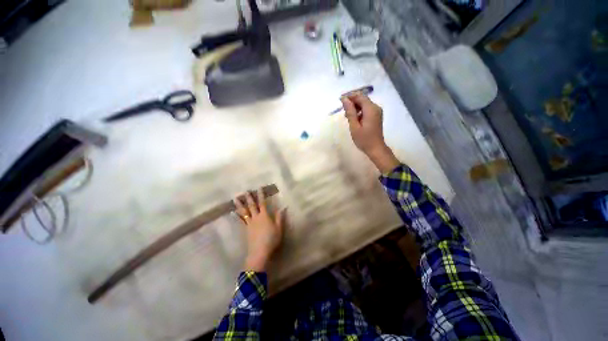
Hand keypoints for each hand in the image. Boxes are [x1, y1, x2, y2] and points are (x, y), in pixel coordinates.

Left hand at [234, 188, 285, 271]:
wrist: (259, 252)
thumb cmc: (271, 239)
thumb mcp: (279, 228)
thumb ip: (279, 217)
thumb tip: (283, 207)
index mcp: (264, 216)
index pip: (262, 203)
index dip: (261, 195)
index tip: (259, 188)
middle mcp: (255, 218)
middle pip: (251, 206)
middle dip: (249, 198)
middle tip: (245, 191)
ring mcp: (249, 224)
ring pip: (244, 212)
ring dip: (240, 205)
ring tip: (235, 199)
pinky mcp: (245, 230)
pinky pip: (241, 220)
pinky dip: (237, 215)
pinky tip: (233, 213)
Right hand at [341, 94, 399, 172]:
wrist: (376, 149)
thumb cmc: (364, 139)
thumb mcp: (354, 126)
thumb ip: (350, 112)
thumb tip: (344, 99)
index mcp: (371, 109)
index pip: (360, 96)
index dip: (350, 96)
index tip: (340, 101)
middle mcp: (375, 107)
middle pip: (363, 99)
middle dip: (352, 102)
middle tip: (343, 110)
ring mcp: (377, 112)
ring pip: (364, 104)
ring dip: (355, 107)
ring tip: (347, 116)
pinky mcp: (376, 116)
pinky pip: (367, 109)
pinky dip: (359, 111)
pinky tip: (354, 119)